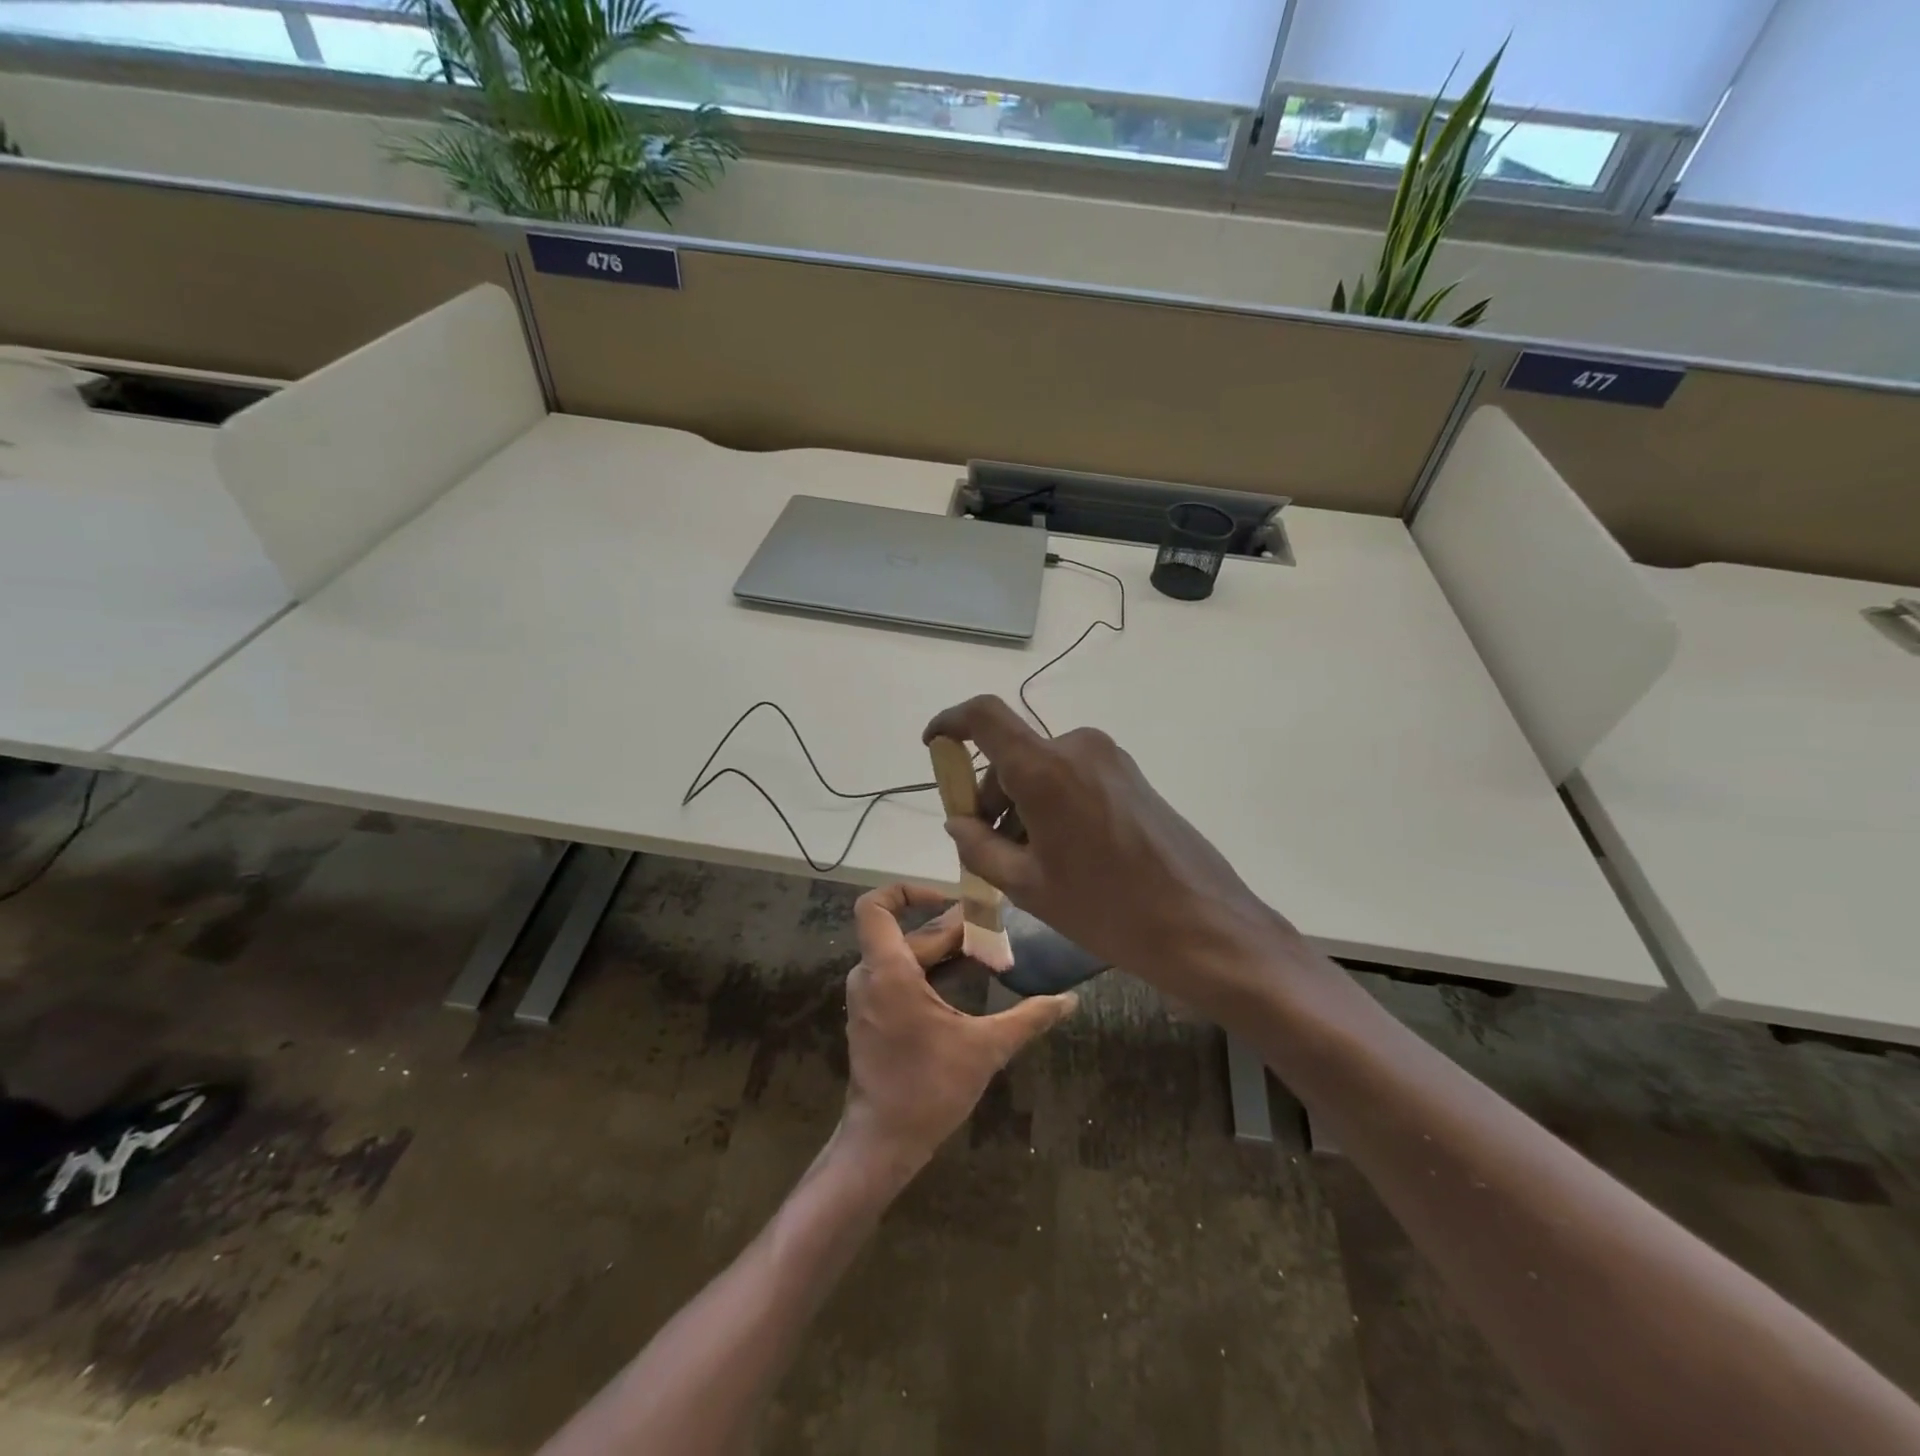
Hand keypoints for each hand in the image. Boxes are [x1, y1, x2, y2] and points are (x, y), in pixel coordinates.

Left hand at [839, 883, 1074, 1173]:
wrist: (883, 1142)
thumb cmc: (929, 1089)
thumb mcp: (985, 1049)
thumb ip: (1028, 1018)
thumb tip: (1070, 1000)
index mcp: (889, 972)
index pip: (875, 906)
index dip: (907, 891)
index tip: (950, 901)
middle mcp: (871, 976)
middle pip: (909, 933)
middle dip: (952, 929)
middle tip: (996, 931)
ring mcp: (868, 997)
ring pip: (904, 954)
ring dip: (943, 950)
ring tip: (987, 952)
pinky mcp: (873, 1015)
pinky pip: (899, 975)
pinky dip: (929, 970)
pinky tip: (965, 980)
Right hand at [922, 696, 1297, 1013]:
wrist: (1202, 924)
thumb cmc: (1106, 907)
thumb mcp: (1028, 885)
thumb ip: (979, 846)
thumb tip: (957, 820)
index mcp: (1045, 768)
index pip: (983, 715)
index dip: (950, 722)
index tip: (933, 747)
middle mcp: (1077, 748)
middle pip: (1012, 755)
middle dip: (990, 796)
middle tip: (988, 849)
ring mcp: (1110, 759)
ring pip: (1042, 769)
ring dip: (1022, 805)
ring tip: (1029, 863)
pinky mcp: (1131, 776)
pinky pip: (1072, 777)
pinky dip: (1051, 804)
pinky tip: (1062, 854)